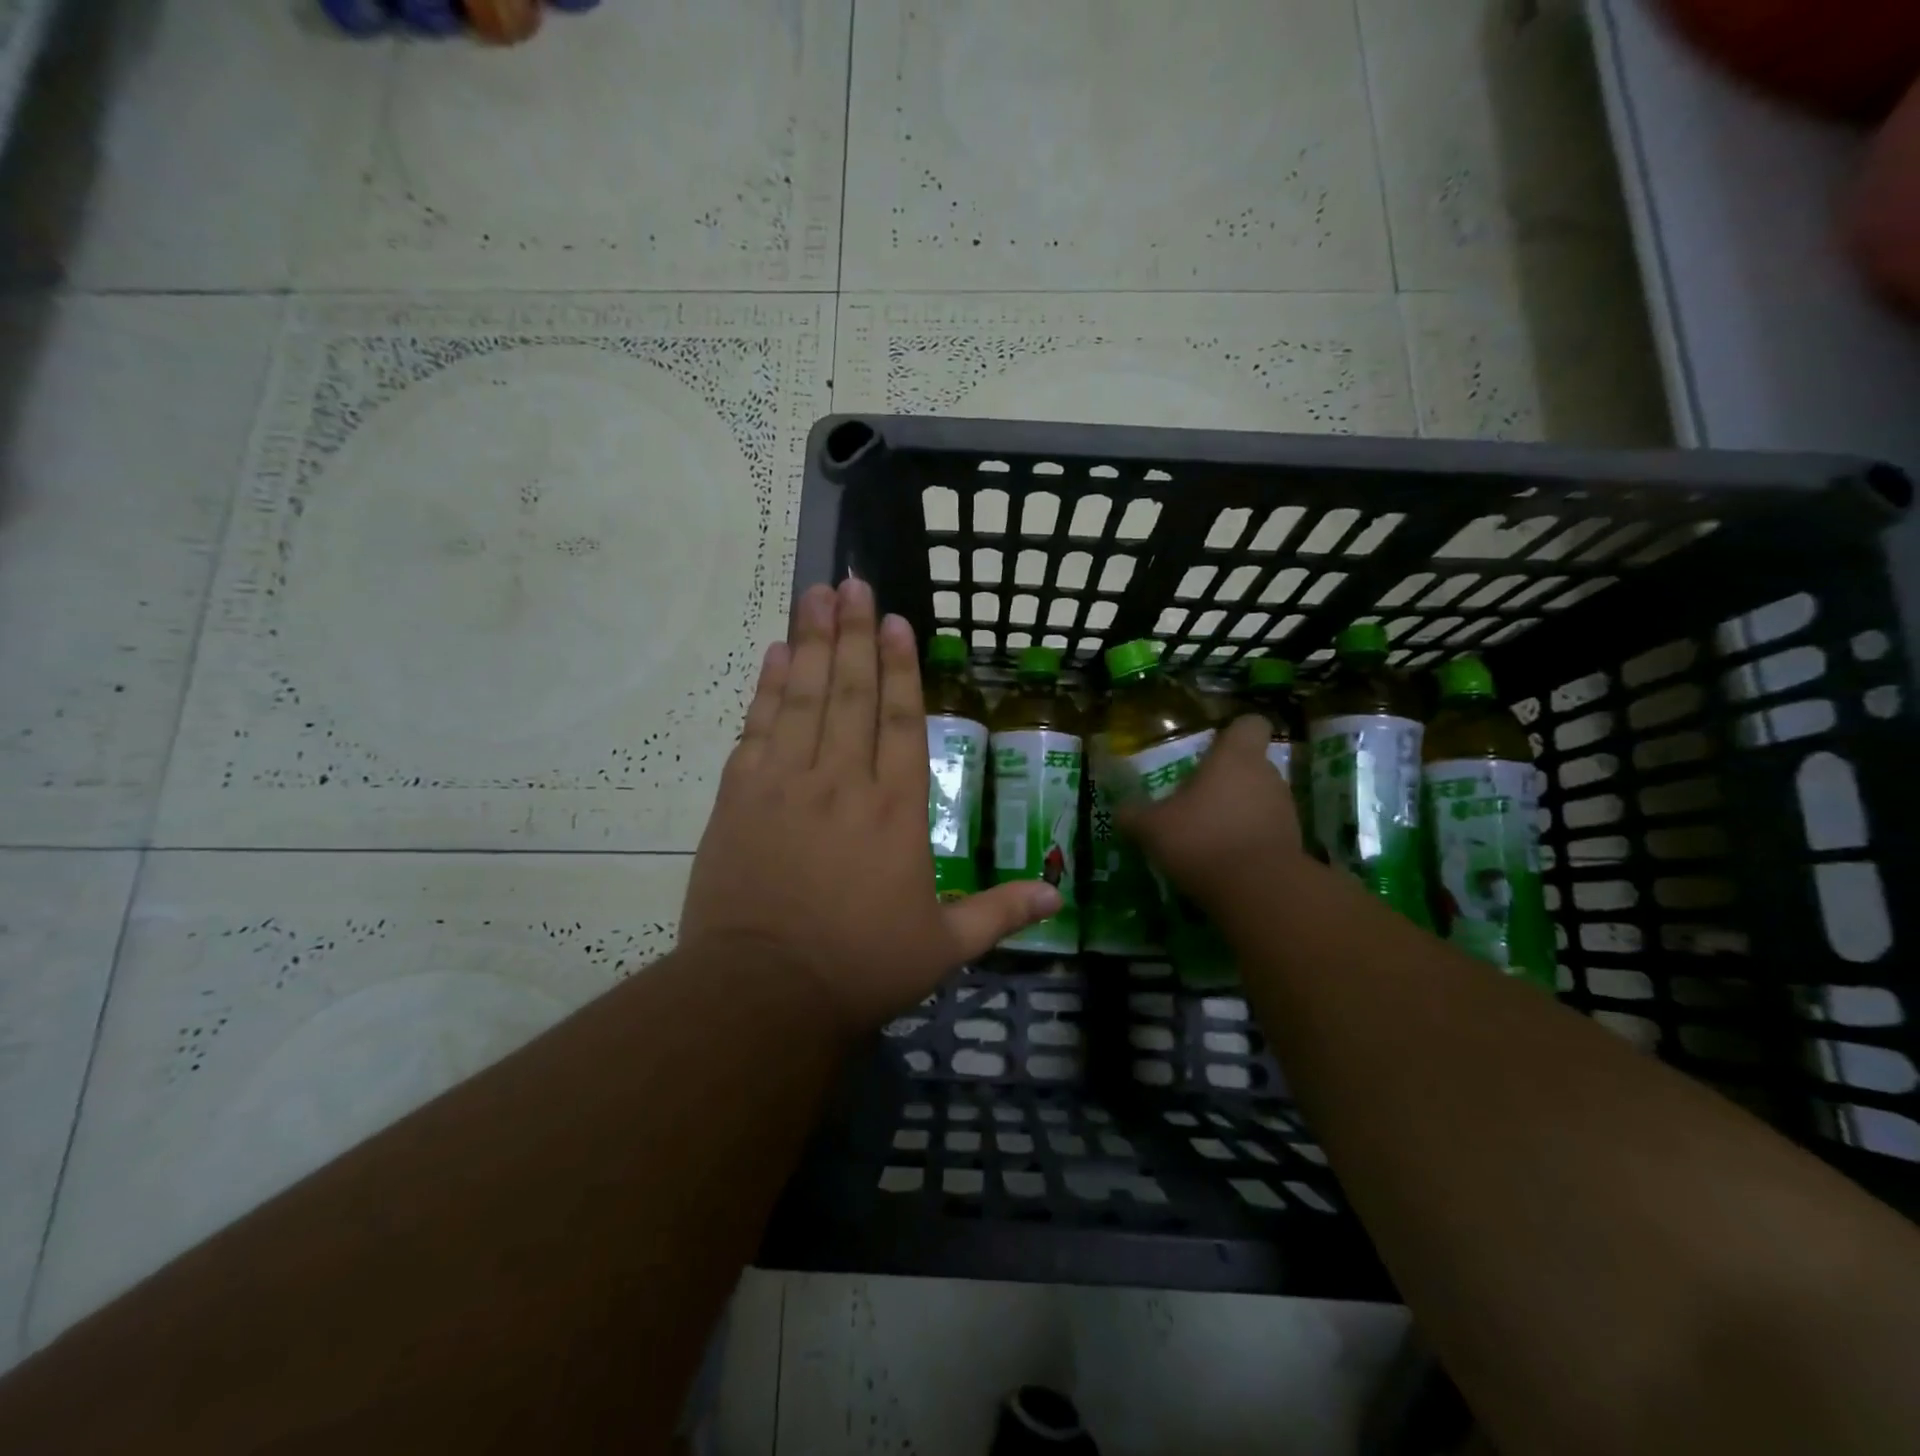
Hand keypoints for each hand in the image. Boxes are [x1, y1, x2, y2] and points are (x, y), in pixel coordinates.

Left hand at [681, 579, 1060, 1034]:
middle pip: (850, 693)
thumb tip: (1057, 898)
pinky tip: (773, 654)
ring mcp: (786, 784)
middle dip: (853, 634)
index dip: (900, 667)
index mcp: (896, 810)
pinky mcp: (740, 798)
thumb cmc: (860, 968)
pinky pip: (757, 729)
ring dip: (810, 643)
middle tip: (851, 583)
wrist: (762, 993)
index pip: (902, 721)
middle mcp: (844, 782)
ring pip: (803, 698)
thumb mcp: (942, 948)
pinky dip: (766, 688)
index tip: (895, 620)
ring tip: (815, 595)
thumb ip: (999, 913)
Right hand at [1119, 714, 1304, 914]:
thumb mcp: (1152, 828)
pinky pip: (1267, 832)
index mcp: (1235, 757)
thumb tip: (1121, 810)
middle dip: (1228, 780)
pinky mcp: (1294, 844)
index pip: (1249, 724)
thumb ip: (1135, 815)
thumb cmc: (1202, 839)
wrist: (1260, 892)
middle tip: (1197, 800)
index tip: (1213, 749)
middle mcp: (1267, 776)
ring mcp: (1285, 810)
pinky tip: (1226, 861)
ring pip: (1260, 799)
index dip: (1233, 734)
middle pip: (1252, 765)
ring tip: (1210, 835)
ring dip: (1239, 812)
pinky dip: (1250, 841)